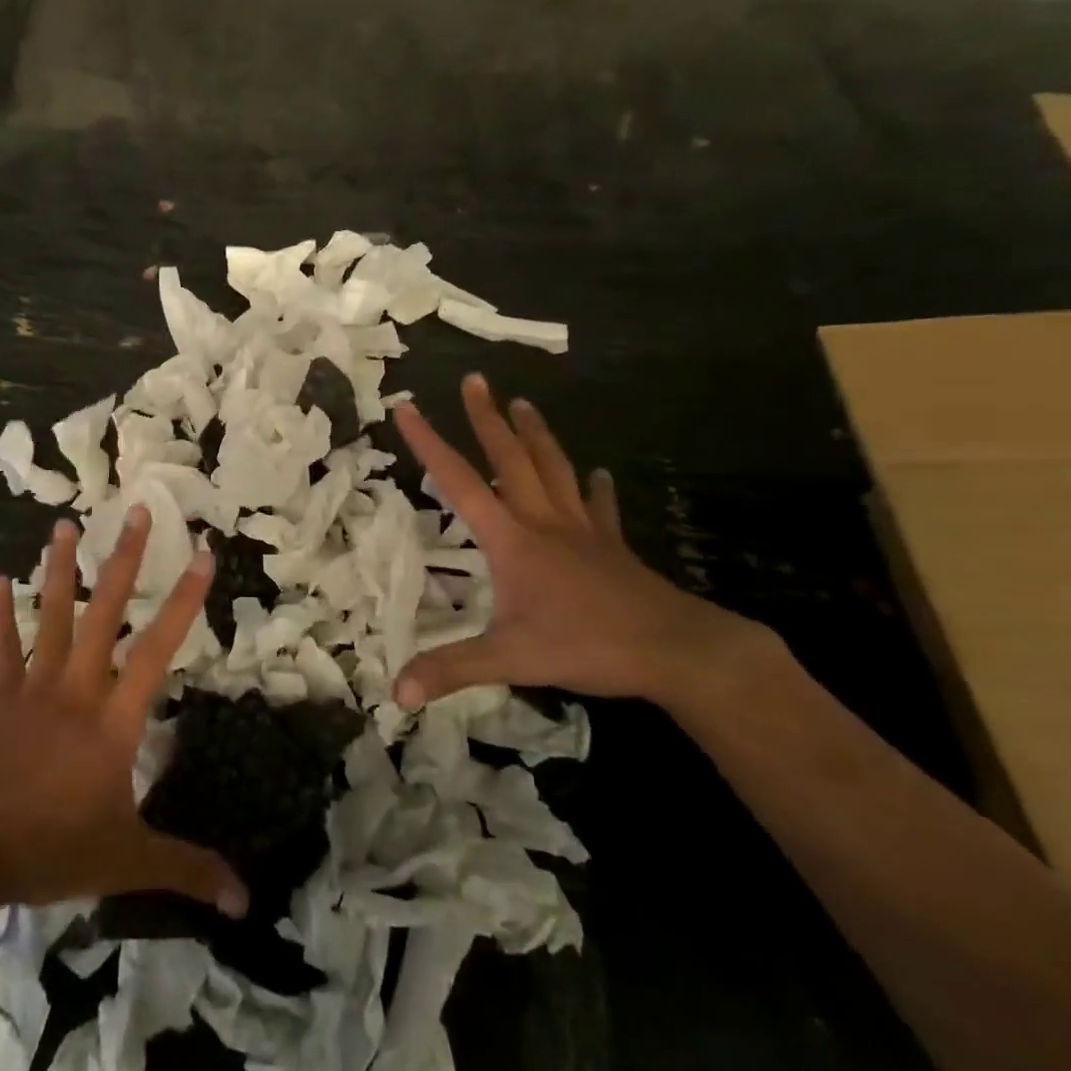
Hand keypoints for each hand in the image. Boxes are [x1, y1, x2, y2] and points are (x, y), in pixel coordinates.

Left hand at [0, 508, 247, 917]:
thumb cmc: (48, 847)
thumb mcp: (126, 861)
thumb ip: (186, 871)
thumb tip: (244, 899)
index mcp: (114, 718)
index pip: (159, 647)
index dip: (184, 599)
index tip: (201, 554)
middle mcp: (77, 687)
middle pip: (105, 612)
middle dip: (124, 559)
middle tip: (136, 510)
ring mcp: (32, 686)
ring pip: (52, 616)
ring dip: (58, 569)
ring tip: (63, 525)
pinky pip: (0, 647)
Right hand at [393, 374, 776, 709]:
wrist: (676, 650)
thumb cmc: (587, 645)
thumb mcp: (509, 659)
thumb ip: (451, 670)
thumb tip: (395, 691)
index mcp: (512, 539)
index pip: (459, 482)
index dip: (429, 443)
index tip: (407, 407)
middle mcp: (544, 522)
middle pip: (510, 459)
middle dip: (487, 418)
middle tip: (475, 379)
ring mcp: (582, 530)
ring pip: (553, 469)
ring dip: (535, 435)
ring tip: (523, 403)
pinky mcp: (612, 546)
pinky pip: (600, 507)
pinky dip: (595, 488)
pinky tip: (598, 473)